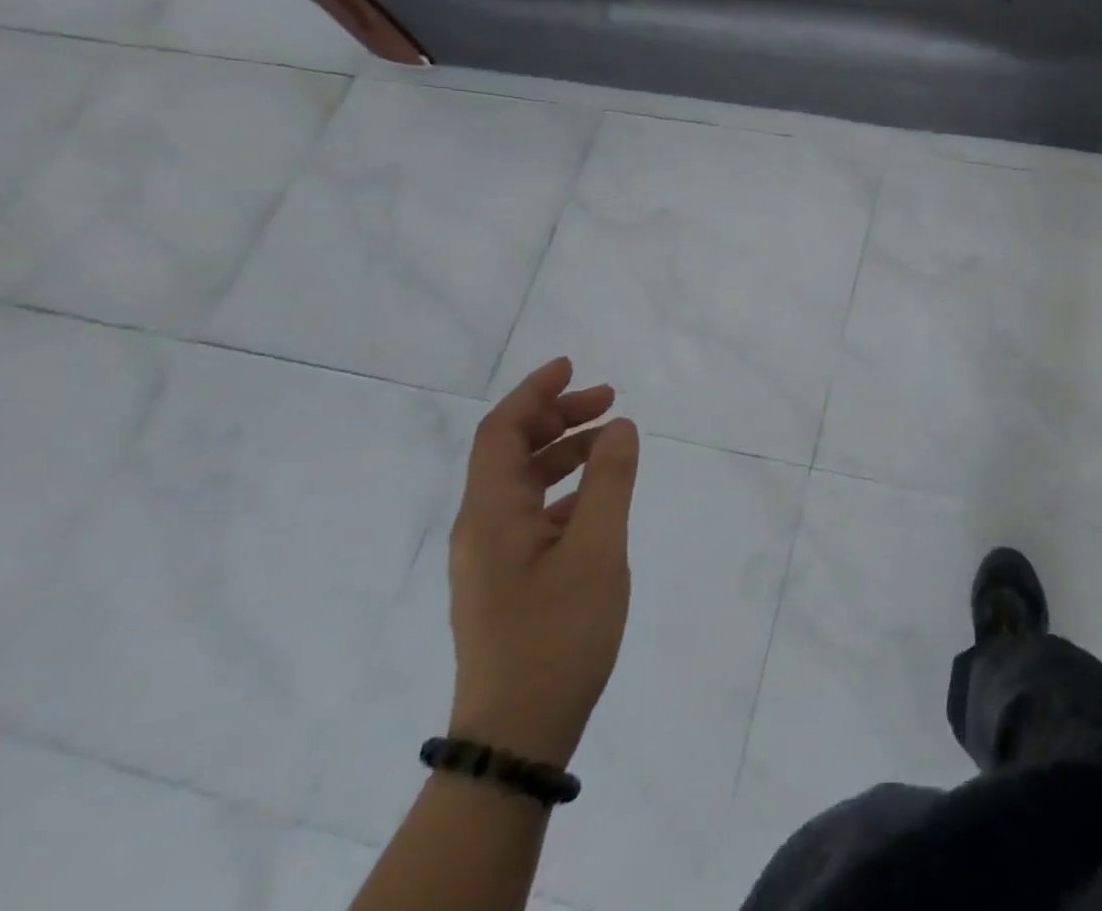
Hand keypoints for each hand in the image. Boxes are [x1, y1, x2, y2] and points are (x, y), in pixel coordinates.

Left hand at [447, 358, 639, 766]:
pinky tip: (599, 497)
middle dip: (558, 417)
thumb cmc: (556, 635)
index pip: (501, 432)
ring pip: (525, 483)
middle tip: (609, 399)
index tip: (573, 366)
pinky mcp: (509, 581)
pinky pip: (535, 514)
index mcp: (491, 515)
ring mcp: (494, 558)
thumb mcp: (597, 550)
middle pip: (512, 452)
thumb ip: (610, 481)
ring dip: (565, 452)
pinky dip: (566, 489)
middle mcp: (483, 529)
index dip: (534, 392)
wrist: (518, 735)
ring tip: (612, 440)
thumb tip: (618, 426)